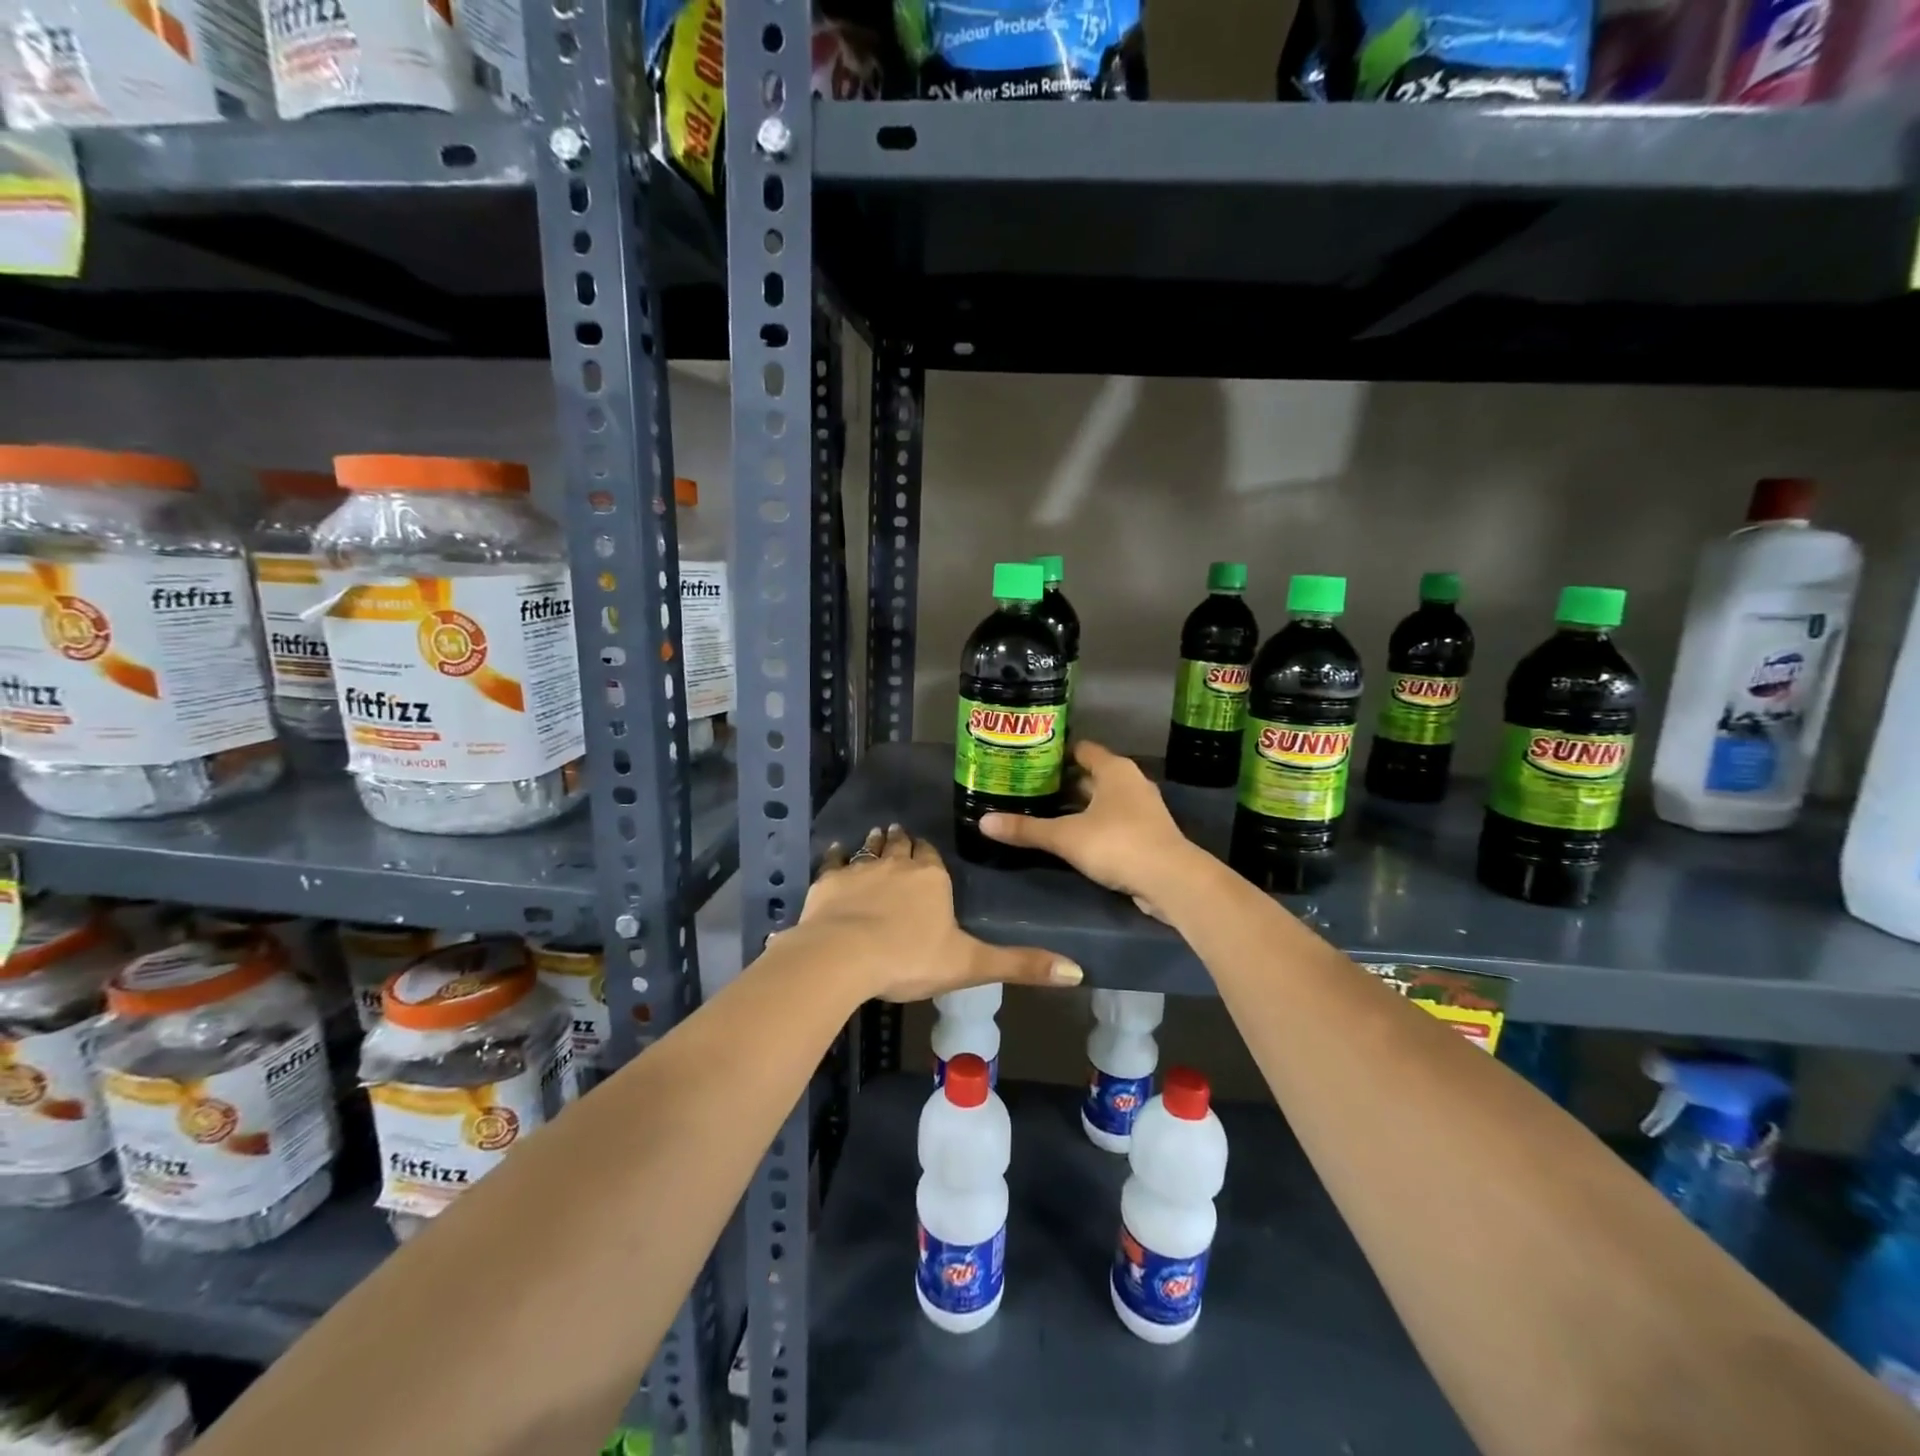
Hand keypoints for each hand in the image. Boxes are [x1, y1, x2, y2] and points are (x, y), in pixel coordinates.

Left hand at [798, 823, 1083, 1001]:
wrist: (844, 956)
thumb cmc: (910, 959)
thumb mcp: (970, 965)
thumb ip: (1020, 965)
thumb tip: (1077, 971)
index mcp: (932, 877)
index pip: (933, 856)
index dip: (930, 854)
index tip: (927, 852)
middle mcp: (898, 863)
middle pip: (902, 844)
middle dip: (903, 840)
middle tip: (900, 834)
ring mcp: (861, 868)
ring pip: (871, 847)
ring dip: (875, 842)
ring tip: (877, 834)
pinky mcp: (829, 881)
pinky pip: (833, 861)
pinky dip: (836, 856)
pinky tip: (835, 853)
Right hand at [980, 740, 1205, 920]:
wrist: (1171, 880)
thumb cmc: (1117, 843)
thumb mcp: (1065, 836)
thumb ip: (1026, 829)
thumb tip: (983, 823)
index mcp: (1114, 770)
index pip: (1081, 750)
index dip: (1055, 753)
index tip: (1029, 759)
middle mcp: (1130, 782)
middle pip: (1090, 775)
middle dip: (1062, 783)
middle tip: (1027, 788)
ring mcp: (1142, 809)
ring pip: (1102, 800)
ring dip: (1077, 806)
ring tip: (1043, 812)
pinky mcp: (1146, 834)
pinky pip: (1112, 821)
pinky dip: (1092, 825)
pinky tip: (1071, 838)